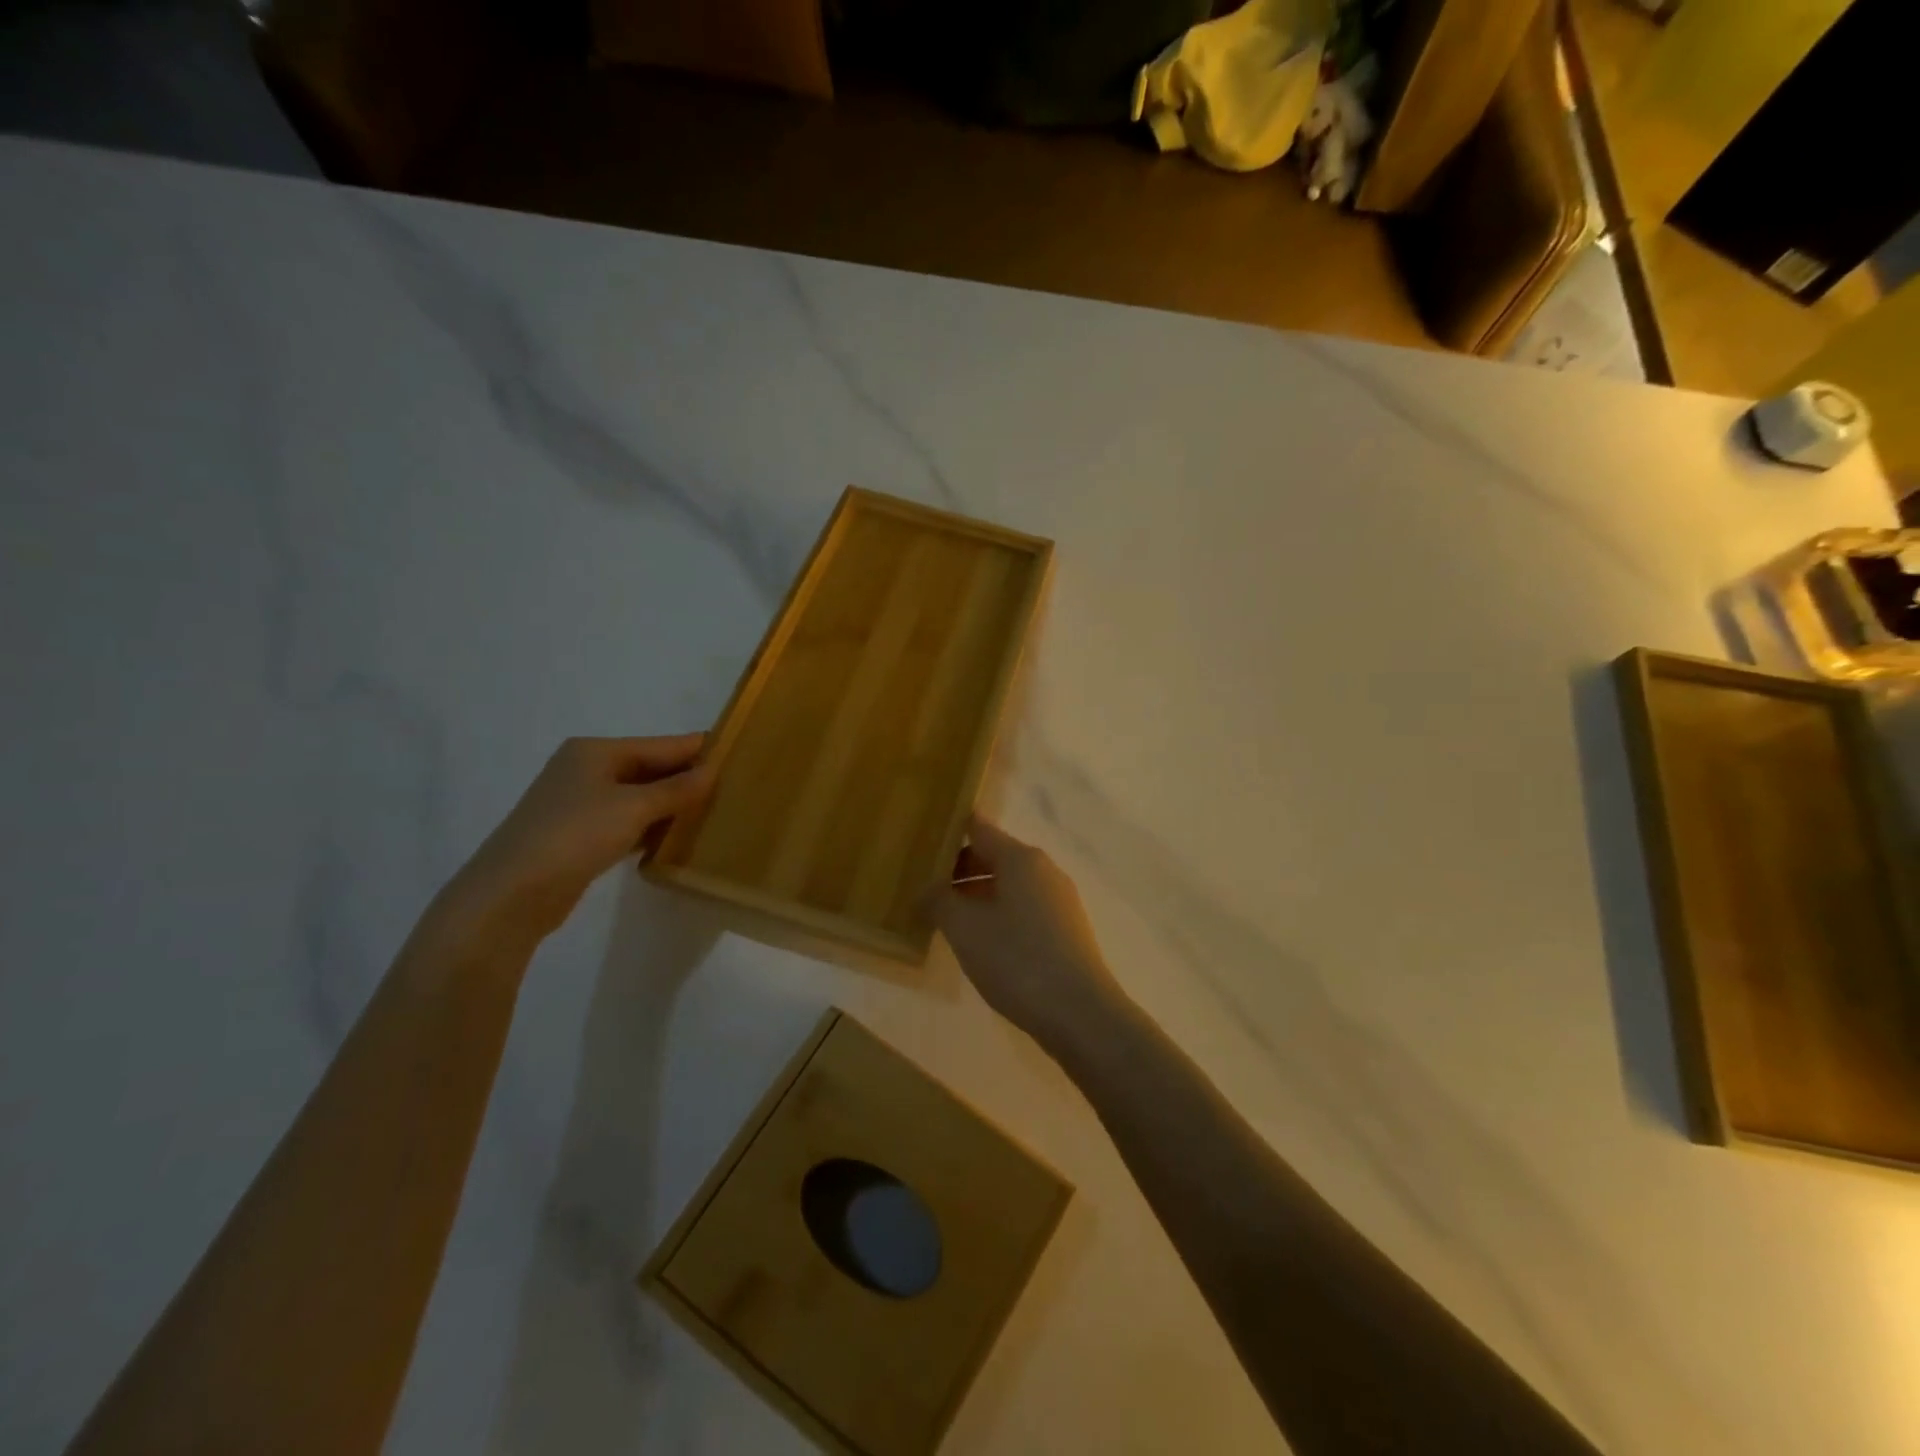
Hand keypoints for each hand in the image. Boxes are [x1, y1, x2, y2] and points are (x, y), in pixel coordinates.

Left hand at [445, 735, 713, 945]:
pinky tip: (677, 838)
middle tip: (733, 787)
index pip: (661, 744)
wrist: (511, 894)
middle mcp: (587, 770)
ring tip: (715, 812)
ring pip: (639, 798)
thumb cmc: (574, 836)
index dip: (697, 749)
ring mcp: (580, 804)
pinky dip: (651, 828)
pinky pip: (627, 822)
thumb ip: (676, 789)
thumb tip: (713, 772)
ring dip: (671, 806)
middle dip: (686, 779)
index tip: (738, 752)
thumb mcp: (633, 807)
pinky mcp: (579, 836)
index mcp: (596, 751)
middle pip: (650, 769)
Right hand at [929, 815, 1122, 1051]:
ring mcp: (1059, 901)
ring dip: (977, 896)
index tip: (922, 842)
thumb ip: (939, 900)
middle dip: (958, 870)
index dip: (950, 831)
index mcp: (1021, 859)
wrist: (1080, 1014)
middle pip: (994, 856)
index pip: (979, 828)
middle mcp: (1044, 870)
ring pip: (1009, 886)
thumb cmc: (1017, 960)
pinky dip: (998, 915)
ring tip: (947, 920)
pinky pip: (1024, 909)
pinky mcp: (1066, 930)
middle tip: (924, 889)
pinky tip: (981, 944)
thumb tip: (927, 888)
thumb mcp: (965, 928)